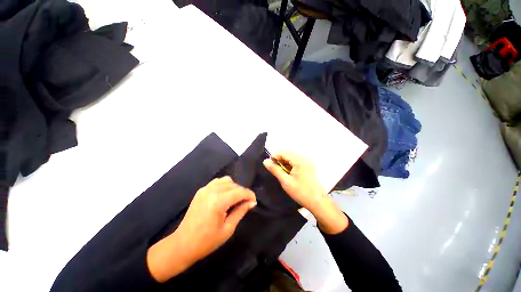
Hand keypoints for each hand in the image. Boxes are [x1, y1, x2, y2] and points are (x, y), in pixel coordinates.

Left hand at [147, 176, 255, 281]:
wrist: (182, 244)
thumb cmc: (207, 241)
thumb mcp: (228, 229)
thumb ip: (241, 211)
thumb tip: (252, 202)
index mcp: (219, 201)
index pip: (240, 192)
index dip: (250, 195)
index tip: (254, 201)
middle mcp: (212, 191)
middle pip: (234, 185)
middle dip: (243, 192)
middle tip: (246, 203)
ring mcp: (205, 189)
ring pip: (226, 181)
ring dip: (234, 188)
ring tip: (235, 199)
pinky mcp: (201, 190)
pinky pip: (217, 182)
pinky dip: (224, 186)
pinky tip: (224, 196)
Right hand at [263, 152, 347, 234]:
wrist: (318, 202)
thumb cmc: (301, 192)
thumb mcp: (285, 181)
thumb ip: (275, 170)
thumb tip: (265, 161)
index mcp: (299, 160)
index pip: (284, 152)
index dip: (275, 156)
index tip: (268, 164)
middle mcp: (304, 158)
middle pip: (288, 154)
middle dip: (279, 160)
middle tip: (273, 168)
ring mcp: (307, 162)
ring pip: (292, 158)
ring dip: (284, 163)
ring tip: (279, 171)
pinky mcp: (309, 167)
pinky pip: (296, 162)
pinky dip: (290, 165)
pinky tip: (287, 173)